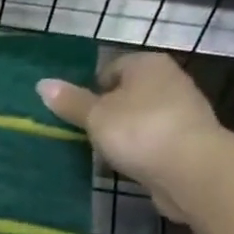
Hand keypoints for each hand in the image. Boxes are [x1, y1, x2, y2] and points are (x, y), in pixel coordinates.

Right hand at [38, 53, 229, 222]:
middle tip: (87, 134)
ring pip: (142, 118)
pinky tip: (129, 165)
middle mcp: (170, 80)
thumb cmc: (139, 130)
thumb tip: (42, 84)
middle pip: (128, 93)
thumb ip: (70, 102)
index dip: (92, 89)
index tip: (79, 114)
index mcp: (147, 64)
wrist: (192, 169)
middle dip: (109, 112)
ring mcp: (183, 111)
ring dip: (125, 133)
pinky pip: (155, 140)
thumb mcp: (96, 116)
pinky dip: (141, 150)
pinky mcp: (189, 140)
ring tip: (105, 153)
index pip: (112, 68)